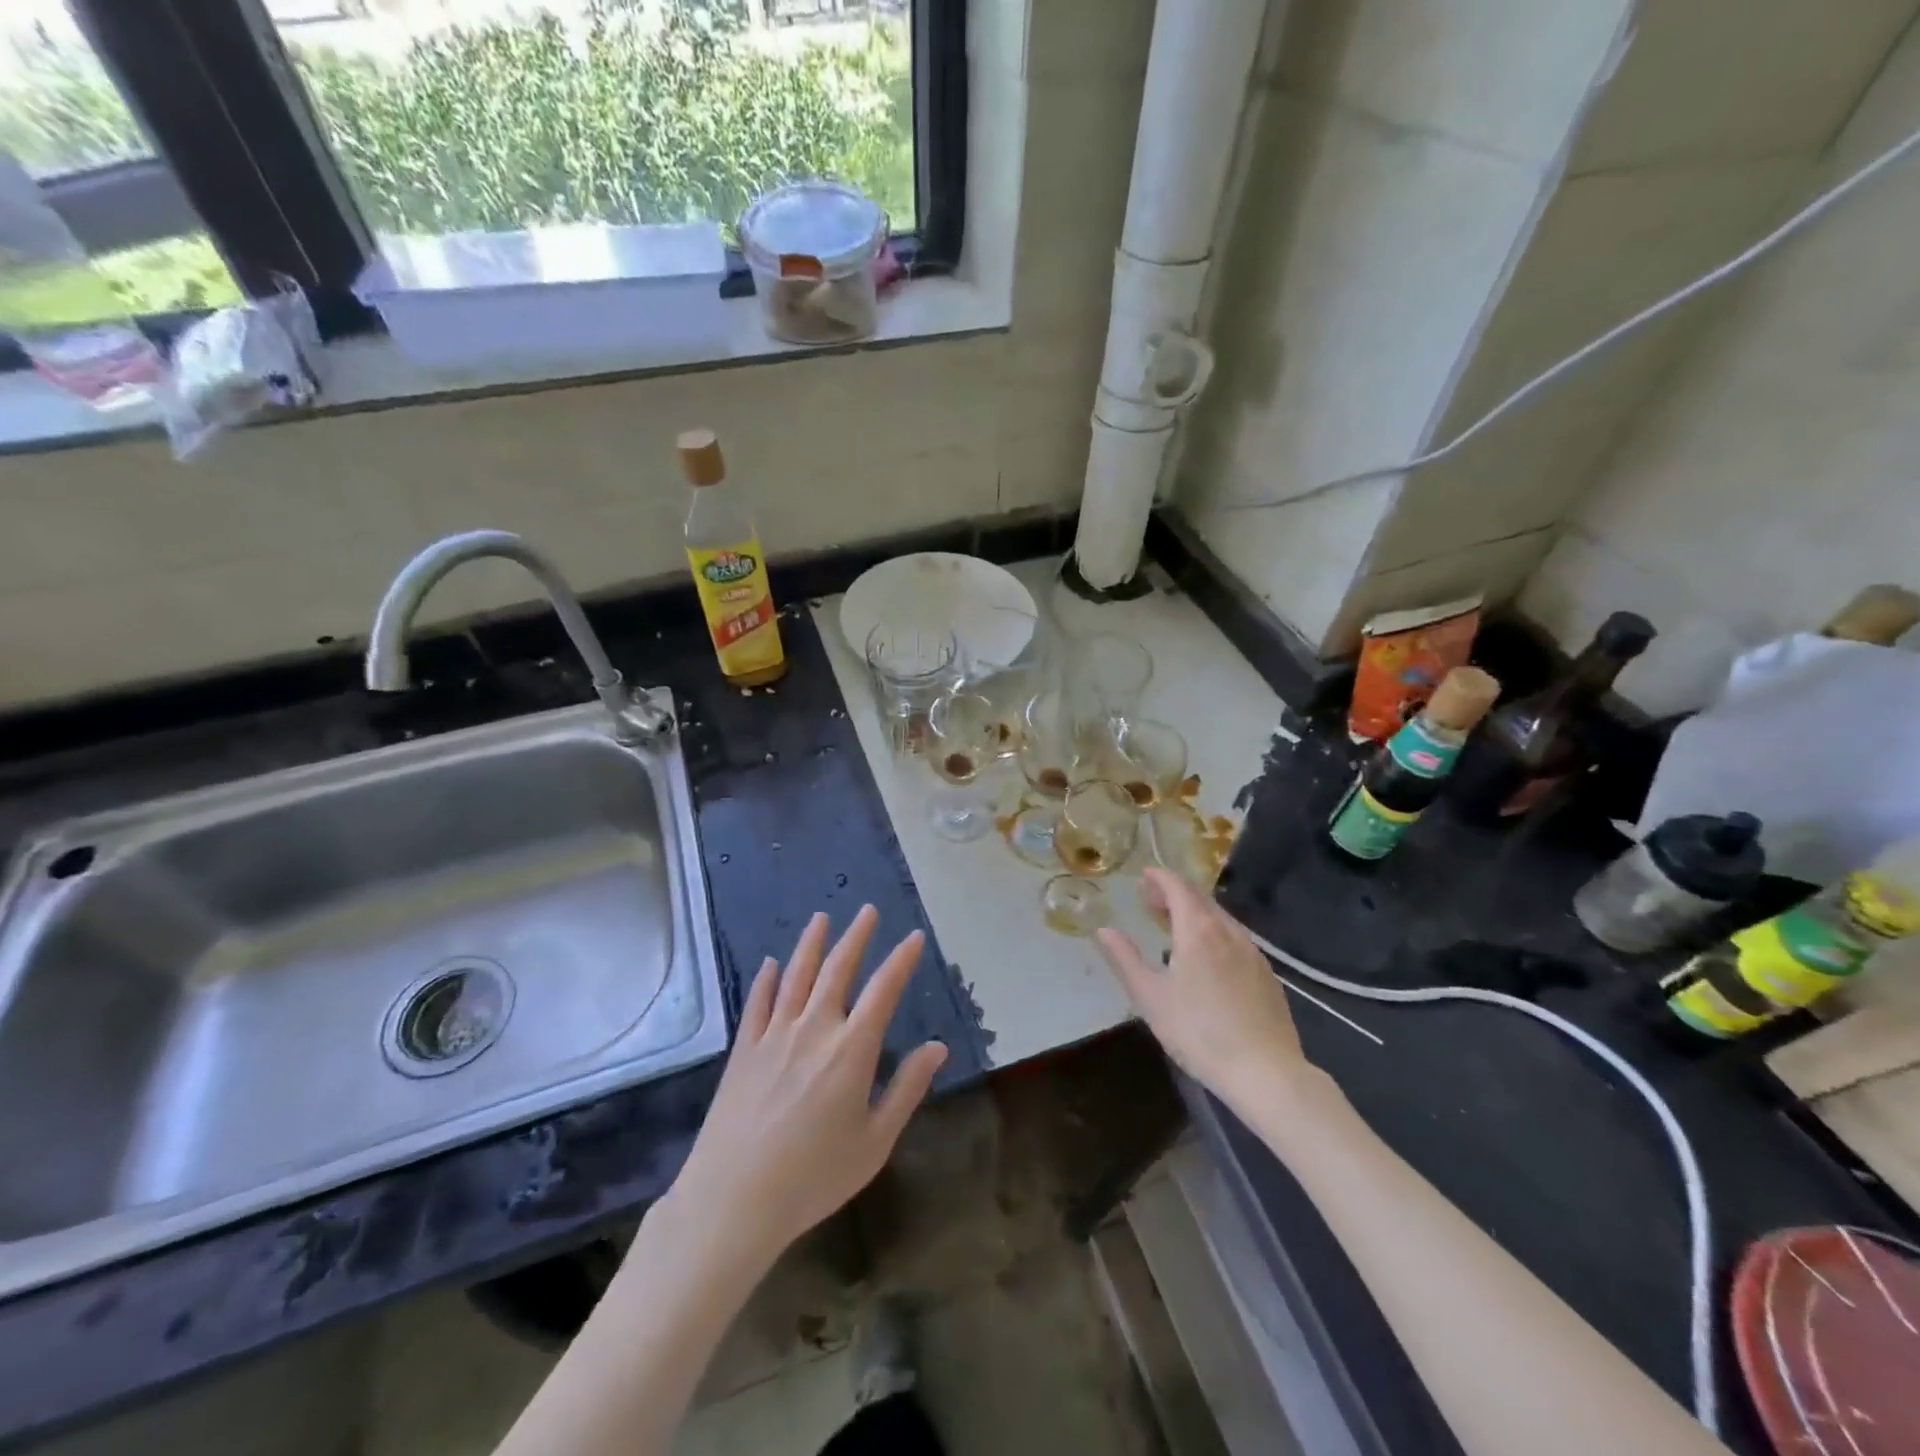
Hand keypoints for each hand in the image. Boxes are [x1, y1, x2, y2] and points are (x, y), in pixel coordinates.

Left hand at [666, 906, 947, 1267]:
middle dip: (856, 936)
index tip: (914, 936)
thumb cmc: (813, 1177)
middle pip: (837, 969)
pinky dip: (766, 979)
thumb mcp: (875, 1142)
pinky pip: (757, 1002)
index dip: (901, 960)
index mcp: (851, 1049)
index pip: (883, 990)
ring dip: (811, 944)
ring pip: (795, 975)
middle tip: (867, 910)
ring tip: (821, 918)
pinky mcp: (743, 1049)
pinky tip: (770, 963)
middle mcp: (814, 1028)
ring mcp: (773, 1035)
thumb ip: (907, 1089)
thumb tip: (938, 1047)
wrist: (733, 1200)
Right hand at [1095, 868, 1311, 1108]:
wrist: (1266, 1072)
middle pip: (1200, 899)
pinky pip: (1235, 939)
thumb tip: (1103, 930)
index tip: (1144, 875)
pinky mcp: (1267, 975)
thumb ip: (1125, 959)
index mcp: (1198, 931)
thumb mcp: (1150, 997)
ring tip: (1174, 926)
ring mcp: (1252, 953)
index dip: (1159, 878)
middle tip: (1151, 900)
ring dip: (1194, 913)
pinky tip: (1208, 956)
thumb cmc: (1199, 1032)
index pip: (1178, 888)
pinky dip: (1214, 932)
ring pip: (1220, 919)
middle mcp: (1228, 932)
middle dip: (1174, 894)